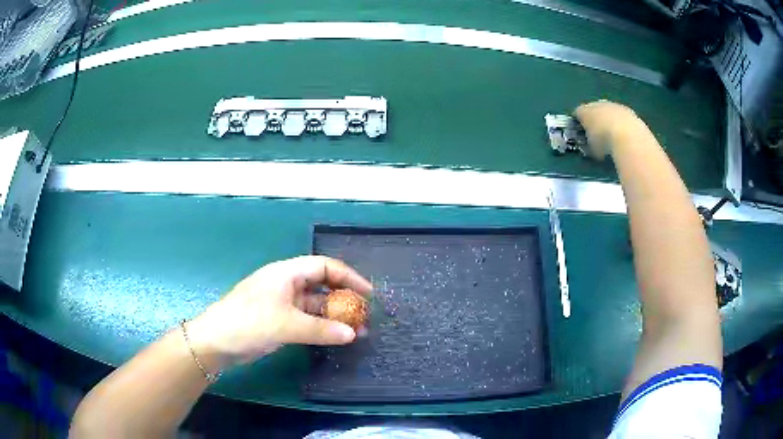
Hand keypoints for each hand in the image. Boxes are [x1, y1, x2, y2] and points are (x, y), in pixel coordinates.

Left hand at [186, 256, 371, 367]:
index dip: (348, 277)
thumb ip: (321, 329)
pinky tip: (335, 336)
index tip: (368, 294)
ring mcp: (282, 303)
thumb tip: (353, 334)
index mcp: (286, 273)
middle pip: (322, 284)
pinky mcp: (279, 320)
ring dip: (335, 315)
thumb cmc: (249, 323)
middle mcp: (286, 284)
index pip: (324, 266)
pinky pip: (307, 319)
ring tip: (357, 330)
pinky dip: (322, 326)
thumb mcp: (286, 325)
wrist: (216, 341)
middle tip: (364, 315)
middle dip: (344, 297)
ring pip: (315, 304)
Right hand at [574, 100, 642, 159]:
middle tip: (597, 133)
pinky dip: (621, 123)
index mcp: (584, 111)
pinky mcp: (627, 110)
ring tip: (613, 135)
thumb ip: (589, 144)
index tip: (581, 132)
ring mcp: (613, 105)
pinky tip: (624, 135)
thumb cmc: (605, 142)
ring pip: (608, 111)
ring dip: (609, 120)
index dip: (578, 123)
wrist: (628, 136)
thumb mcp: (592, 149)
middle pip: (593, 109)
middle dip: (595, 119)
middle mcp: (597, 103)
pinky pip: (621, 116)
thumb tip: (590, 145)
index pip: (577, 113)